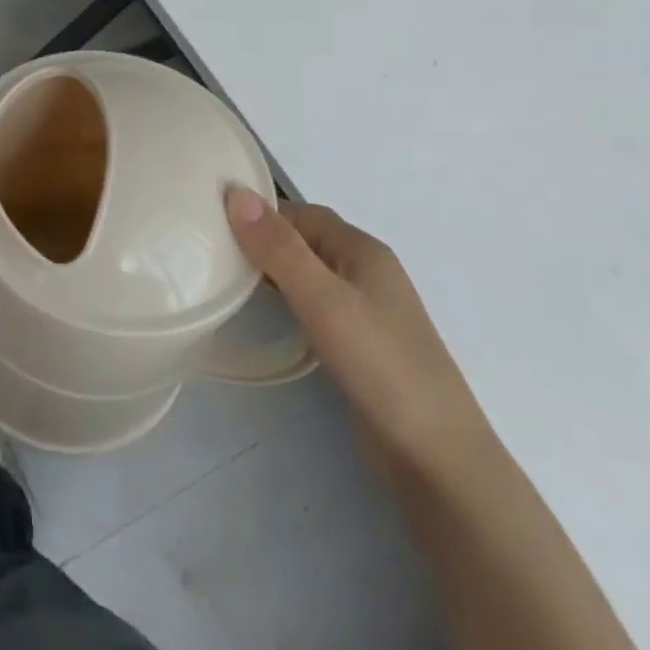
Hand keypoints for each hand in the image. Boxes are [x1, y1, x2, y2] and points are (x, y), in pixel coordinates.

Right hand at [226, 187, 486, 469]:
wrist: (437, 458)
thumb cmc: (381, 366)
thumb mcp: (323, 300)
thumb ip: (279, 249)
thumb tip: (235, 192)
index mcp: (363, 250)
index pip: (302, 213)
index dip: (260, 212)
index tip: (212, 220)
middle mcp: (366, 271)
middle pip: (306, 239)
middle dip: (263, 238)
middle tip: (212, 247)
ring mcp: (365, 309)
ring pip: (308, 272)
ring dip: (272, 268)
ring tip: (226, 275)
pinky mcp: (359, 343)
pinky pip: (314, 302)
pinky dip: (286, 297)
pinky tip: (264, 312)